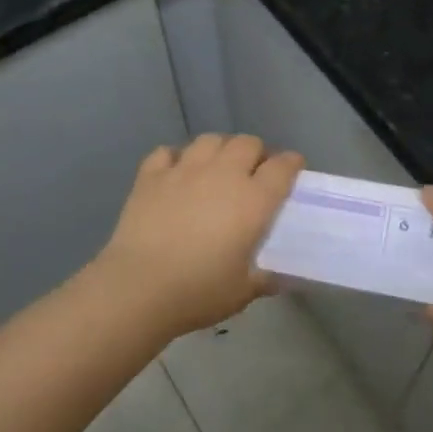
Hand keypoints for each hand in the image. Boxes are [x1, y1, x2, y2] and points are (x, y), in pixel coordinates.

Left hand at [95, 134, 303, 339]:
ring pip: (210, 140)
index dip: (291, 164)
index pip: (283, 166)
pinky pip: (167, 152)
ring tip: (217, 167)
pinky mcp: (152, 176)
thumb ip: (266, 278)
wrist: (139, 287)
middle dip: (256, 152)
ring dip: (220, 149)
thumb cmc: (199, 291)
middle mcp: (223, 174)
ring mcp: (185, 170)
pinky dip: (175, 158)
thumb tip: (282, 277)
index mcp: (253, 200)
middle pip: (248, 143)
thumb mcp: (243, 291)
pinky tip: (176, 173)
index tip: (293, 169)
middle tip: (253, 172)